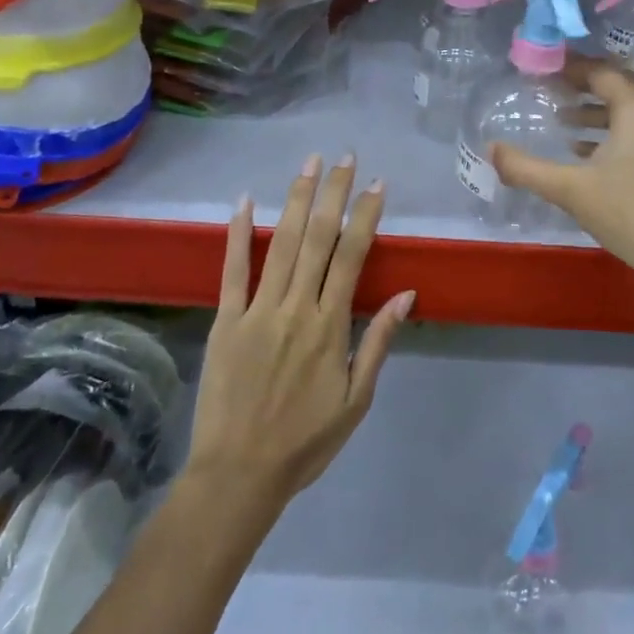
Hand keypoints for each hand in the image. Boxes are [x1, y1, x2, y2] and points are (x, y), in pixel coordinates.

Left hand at [186, 154, 413, 513]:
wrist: (238, 476)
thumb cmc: (305, 441)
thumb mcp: (356, 400)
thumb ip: (378, 342)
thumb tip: (407, 295)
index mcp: (330, 326)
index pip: (352, 257)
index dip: (366, 217)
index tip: (376, 185)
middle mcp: (296, 308)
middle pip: (319, 239)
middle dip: (333, 194)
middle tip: (345, 158)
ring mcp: (258, 311)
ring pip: (282, 245)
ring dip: (297, 200)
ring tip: (309, 165)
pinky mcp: (225, 322)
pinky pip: (233, 272)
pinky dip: (239, 235)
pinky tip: (245, 202)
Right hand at [490, 57, 633, 324]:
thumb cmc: (627, 212)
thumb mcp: (570, 189)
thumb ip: (526, 168)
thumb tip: (490, 149)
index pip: (602, 73)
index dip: (573, 68)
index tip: (547, 68)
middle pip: (619, 87)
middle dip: (585, 86)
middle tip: (552, 89)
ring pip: (630, 112)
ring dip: (597, 112)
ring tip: (563, 123)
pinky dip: (613, 134)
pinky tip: (587, 154)